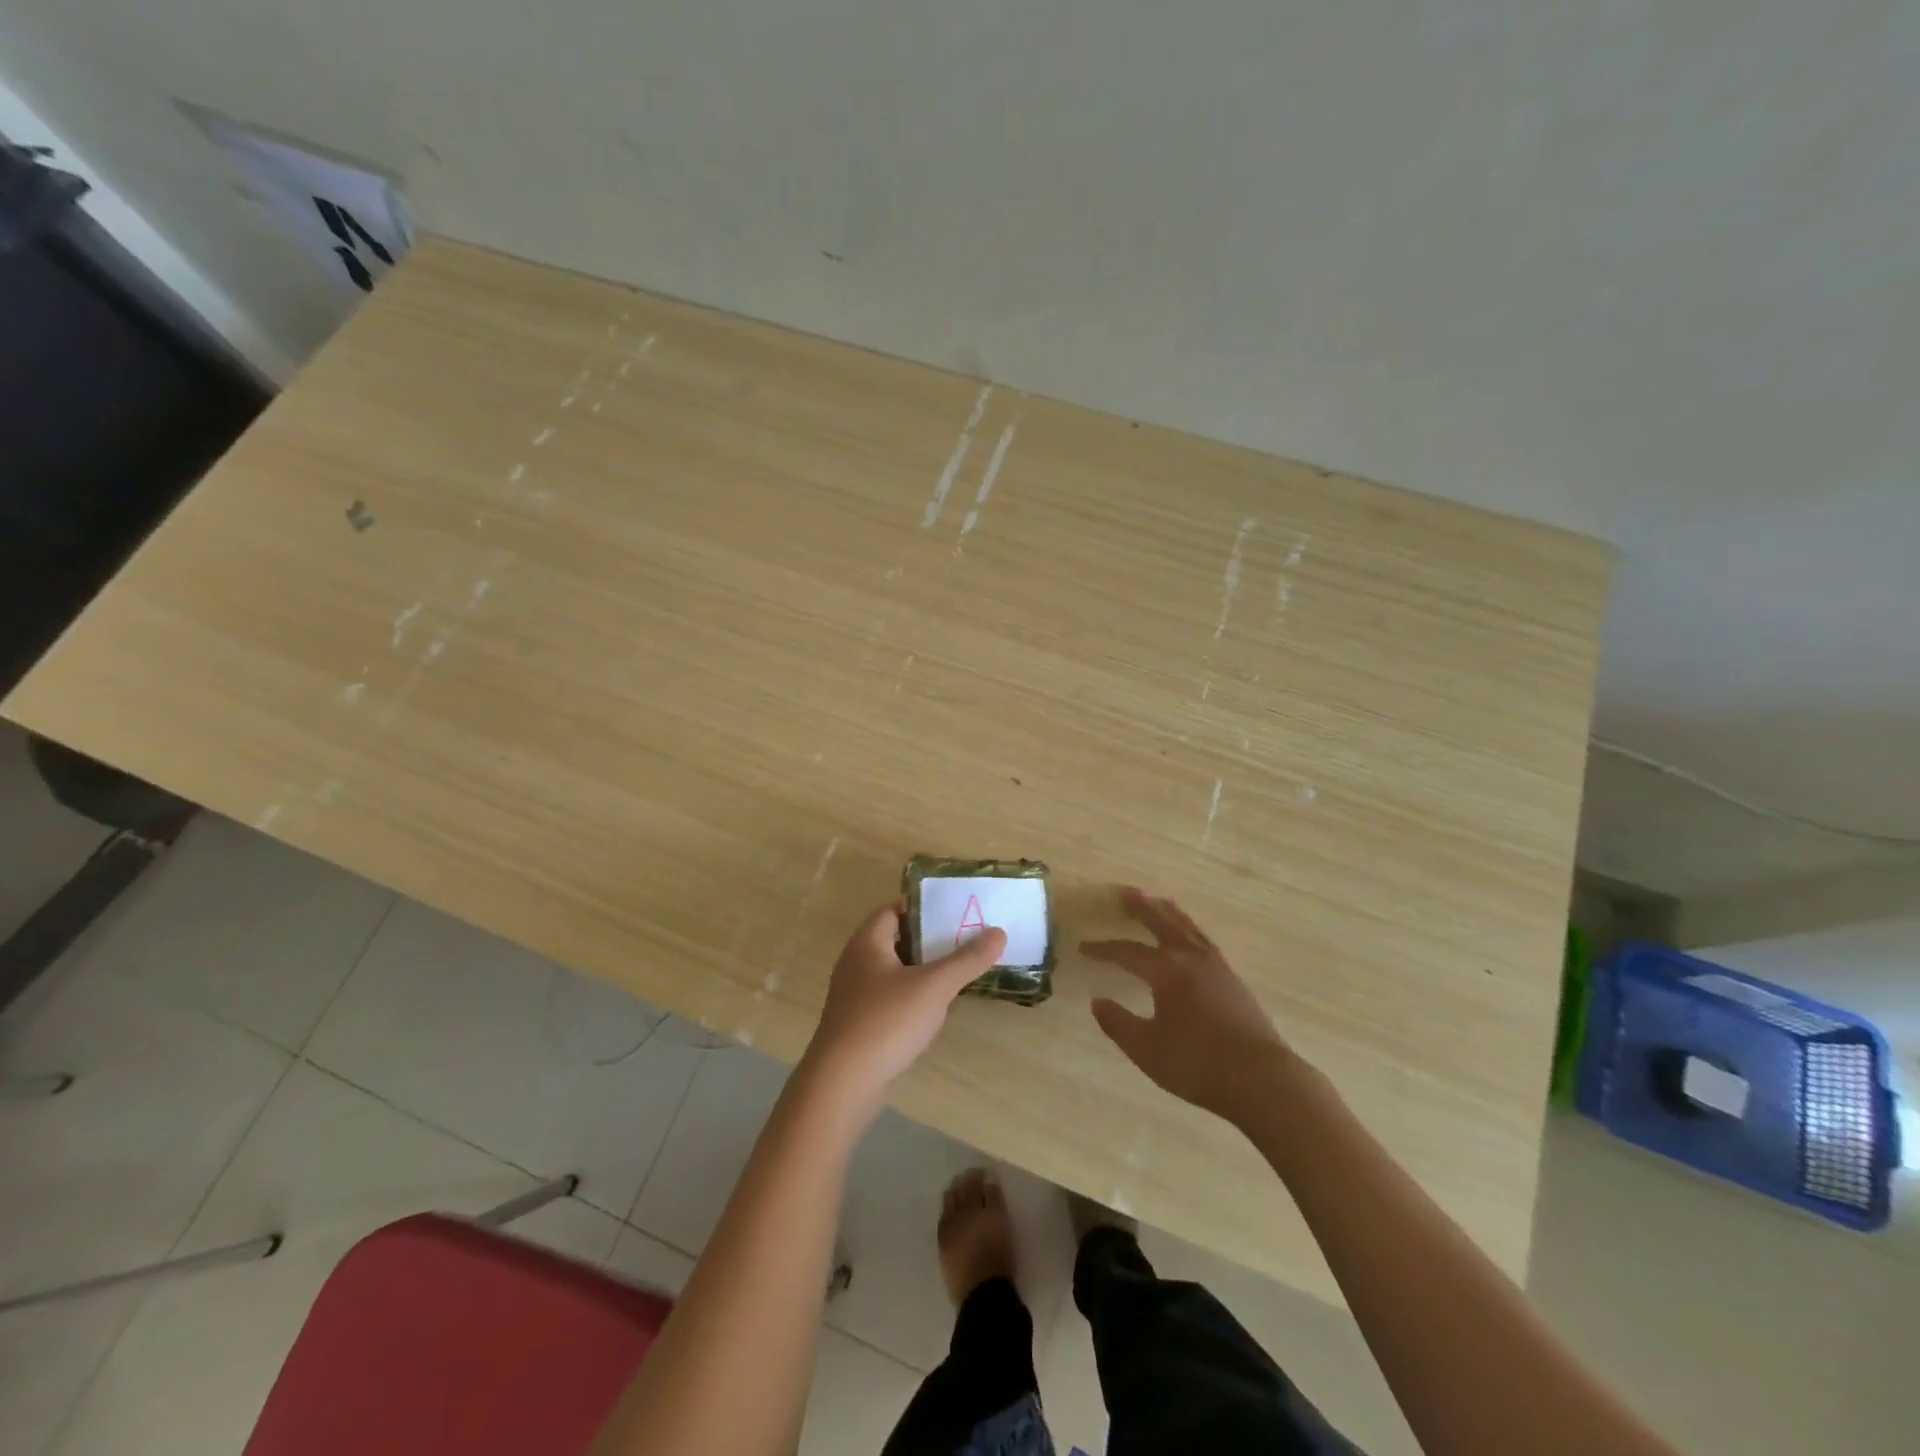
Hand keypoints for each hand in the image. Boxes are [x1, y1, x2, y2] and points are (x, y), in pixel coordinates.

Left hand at [802, 902, 1007, 1111]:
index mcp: (867, 942)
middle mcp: (856, 962)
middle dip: (929, 940)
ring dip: (922, 971)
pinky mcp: (858, 1024)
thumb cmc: (886, 1021)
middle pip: (896, 940)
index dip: (923, 907)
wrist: (842, 1083)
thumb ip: (967, 959)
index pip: (895, 909)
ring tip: (957, 973)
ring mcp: (854, 995)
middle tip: (965, 940)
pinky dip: (912, 998)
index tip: (955, 911)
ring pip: (894, 972)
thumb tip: (999, 932)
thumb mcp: (934, 986)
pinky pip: (889, 999)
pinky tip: (935, 1011)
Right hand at [1081, 887, 1288, 1120]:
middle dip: (1142, 908)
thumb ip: (1118, 1023)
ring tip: (1162, 900)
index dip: (1104, 949)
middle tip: (1126, 891)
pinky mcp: (1234, 982)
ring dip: (1171, 913)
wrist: (1262, 1080)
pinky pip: (1206, 942)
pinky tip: (1193, 938)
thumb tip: (1097, 1002)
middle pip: (1162, 924)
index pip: (1128, 953)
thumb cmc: (1198, 1064)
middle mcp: (1191, 960)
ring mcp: (1217, 968)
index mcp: (1167, 971)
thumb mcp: (1147, 1049)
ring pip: (1189, 929)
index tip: (1084, 947)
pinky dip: (1193, 931)